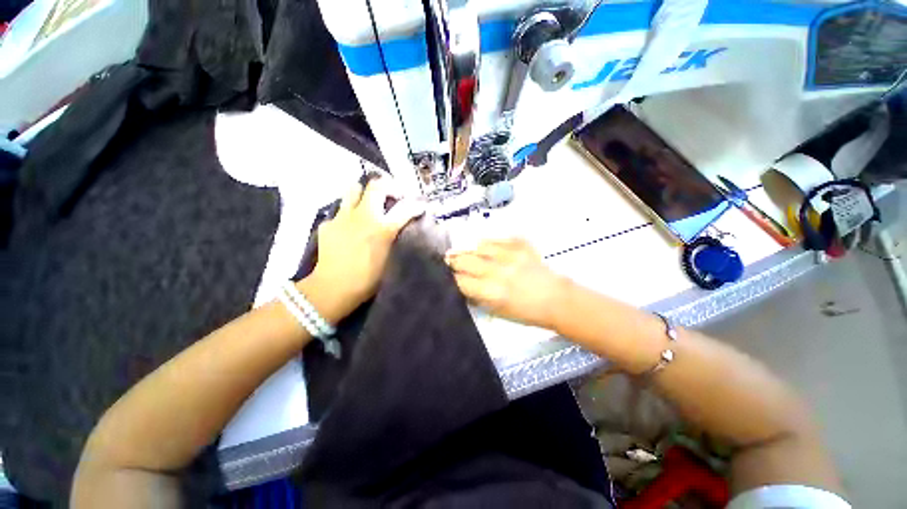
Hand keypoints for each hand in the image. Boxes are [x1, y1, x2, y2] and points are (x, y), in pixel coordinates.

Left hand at [308, 177, 424, 317]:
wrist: (334, 288)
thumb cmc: (368, 279)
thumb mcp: (389, 258)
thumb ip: (394, 238)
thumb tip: (400, 227)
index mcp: (382, 228)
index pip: (405, 209)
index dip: (416, 205)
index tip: (421, 206)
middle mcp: (363, 216)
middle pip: (377, 186)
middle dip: (389, 187)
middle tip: (394, 196)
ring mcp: (343, 217)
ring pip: (354, 189)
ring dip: (365, 193)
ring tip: (370, 203)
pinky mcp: (328, 223)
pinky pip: (341, 210)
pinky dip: (349, 214)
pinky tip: (350, 227)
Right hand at [445, 238, 567, 329]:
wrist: (556, 300)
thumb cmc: (526, 312)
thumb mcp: (497, 311)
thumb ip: (476, 296)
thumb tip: (462, 285)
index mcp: (491, 291)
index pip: (460, 280)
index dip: (452, 278)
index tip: (450, 277)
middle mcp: (498, 271)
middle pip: (464, 259)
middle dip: (455, 261)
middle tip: (452, 262)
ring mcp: (511, 255)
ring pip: (479, 245)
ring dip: (473, 251)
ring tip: (474, 255)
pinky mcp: (521, 245)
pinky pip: (497, 239)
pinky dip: (490, 244)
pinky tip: (491, 250)